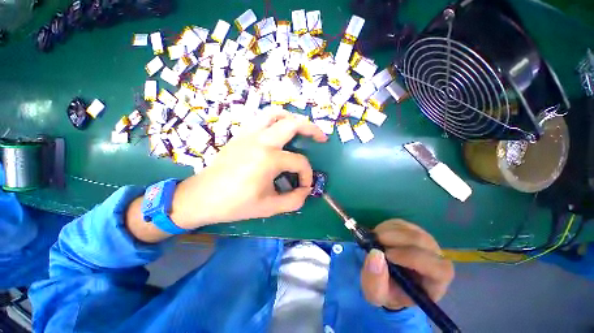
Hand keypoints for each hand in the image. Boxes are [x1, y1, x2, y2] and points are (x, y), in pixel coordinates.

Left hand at [170, 110, 326, 228]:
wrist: (202, 197)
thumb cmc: (235, 204)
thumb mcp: (269, 208)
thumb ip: (294, 200)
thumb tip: (306, 191)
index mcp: (269, 159)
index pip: (299, 162)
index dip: (307, 175)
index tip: (305, 187)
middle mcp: (261, 141)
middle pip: (293, 124)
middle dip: (312, 129)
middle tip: (321, 137)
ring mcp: (249, 134)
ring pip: (275, 114)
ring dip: (292, 118)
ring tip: (301, 128)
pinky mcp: (241, 134)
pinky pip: (261, 118)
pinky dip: (275, 120)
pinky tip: (278, 130)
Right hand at [360, 219, 453, 309]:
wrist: (386, 279)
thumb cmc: (386, 291)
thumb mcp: (376, 294)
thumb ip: (375, 280)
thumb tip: (376, 254)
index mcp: (435, 282)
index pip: (438, 268)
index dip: (413, 259)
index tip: (387, 255)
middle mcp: (436, 259)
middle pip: (423, 242)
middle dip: (396, 239)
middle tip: (375, 241)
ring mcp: (424, 242)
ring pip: (410, 230)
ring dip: (388, 232)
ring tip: (374, 240)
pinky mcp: (411, 230)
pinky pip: (401, 223)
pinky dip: (385, 227)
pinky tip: (378, 235)